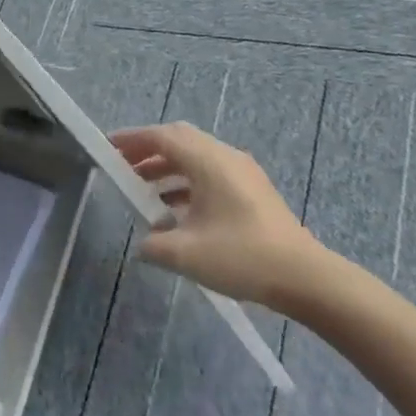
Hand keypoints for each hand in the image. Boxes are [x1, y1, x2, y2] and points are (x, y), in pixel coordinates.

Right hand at [108, 122, 326, 311]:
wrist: (307, 279)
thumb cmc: (242, 257)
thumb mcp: (186, 254)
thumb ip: (154, 245)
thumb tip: (143, 243)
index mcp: (207, 161)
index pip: (162, 137)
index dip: (132, 139)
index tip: (108, 147)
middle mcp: (225, 157)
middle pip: (179, 140)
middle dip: (148, 151)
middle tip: (123, 166)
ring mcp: (242, 173)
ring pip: (195, 158)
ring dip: (167, 169)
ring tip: (144, 191)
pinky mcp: (253, 191)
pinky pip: (210, 174)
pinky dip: (187, 183)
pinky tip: (176, 213)